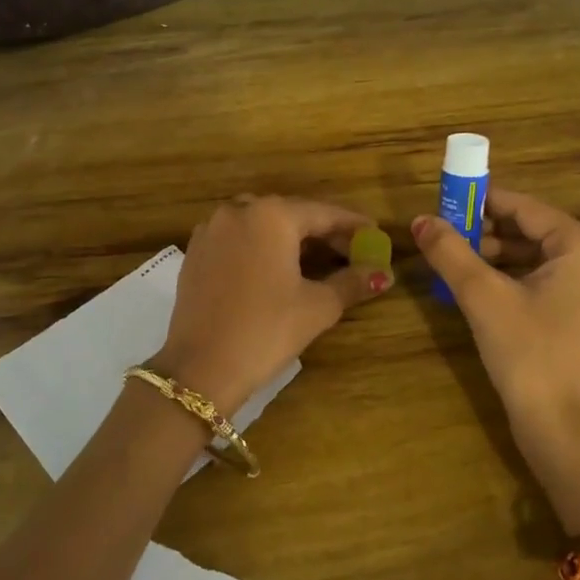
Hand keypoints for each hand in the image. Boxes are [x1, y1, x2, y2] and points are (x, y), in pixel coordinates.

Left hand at [157, 195, 392, 414]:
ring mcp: (211, 230)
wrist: (201, 369)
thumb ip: (353, 282)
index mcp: (272, 216)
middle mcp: (238, 211)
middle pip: (292, 214)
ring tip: (316, 261)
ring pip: (262, 224)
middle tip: (351, 253)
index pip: (324, 213)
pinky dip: (262, 246)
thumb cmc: (266, 331)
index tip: (376, 235)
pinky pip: (238, 238)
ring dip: (291, 238)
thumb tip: (383, 274)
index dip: (353, 225)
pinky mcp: (196, 252)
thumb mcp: (318, 306)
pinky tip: (276, 269)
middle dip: (323, 232)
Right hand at [412, 189, 579, 463]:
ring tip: (459, 263)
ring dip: (501, 257)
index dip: (482, 202)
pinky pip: (551, 282)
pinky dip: (518, 279)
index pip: (526, 207)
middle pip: (535, 231)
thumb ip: (450, 251)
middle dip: (489, 232)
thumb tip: (419, 220)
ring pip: (541, 258)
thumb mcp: (482, 296)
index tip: (446, 201)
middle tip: (448, 237)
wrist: (561, 428)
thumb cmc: (527, 353)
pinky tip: (485, 290)